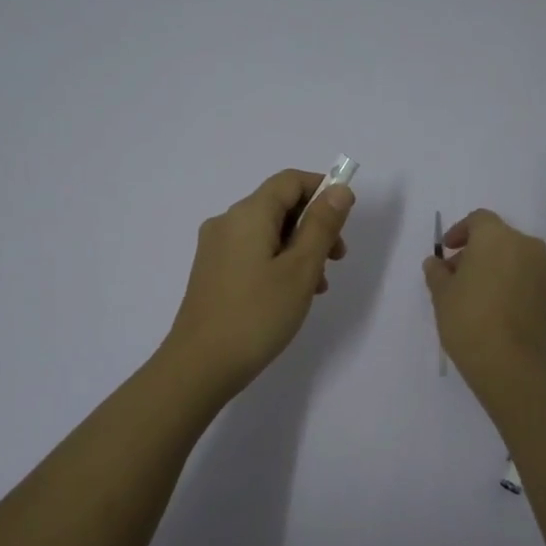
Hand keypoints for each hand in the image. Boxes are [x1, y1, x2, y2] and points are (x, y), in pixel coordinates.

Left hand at [162, 169, 353, 395]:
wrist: (200, 365)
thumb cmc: (257, 315)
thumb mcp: (301, 269)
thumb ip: (322, 226)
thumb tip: (339, 190)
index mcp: (248, 214)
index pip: (291, 180)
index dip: (323, 191)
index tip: (345, 223)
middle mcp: (227, 222)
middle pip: (279, 205)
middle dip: (314, 226)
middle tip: (337, 260)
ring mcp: (216, 248)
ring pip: (268, 232)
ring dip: (299, 248)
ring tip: (318, 286)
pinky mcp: (212, 272)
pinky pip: (253, 252)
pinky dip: (278, 262)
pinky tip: (292, 295)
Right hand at [422, 209, 545, 390]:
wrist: (508, 361)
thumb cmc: (468, 317)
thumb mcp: (441, 293)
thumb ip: (437, 272)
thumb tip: (436, 263)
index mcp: (496, 236)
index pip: (478, 220)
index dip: (459, 232)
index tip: (446, 252)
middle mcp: (525, 245)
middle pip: (497, 238)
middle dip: (475, 251)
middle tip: (455, 275)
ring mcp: (542, 269)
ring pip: (513, 257)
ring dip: (494, 266)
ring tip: (473, 293)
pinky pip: (525, 276)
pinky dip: (509, 281)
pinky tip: (492, 304)